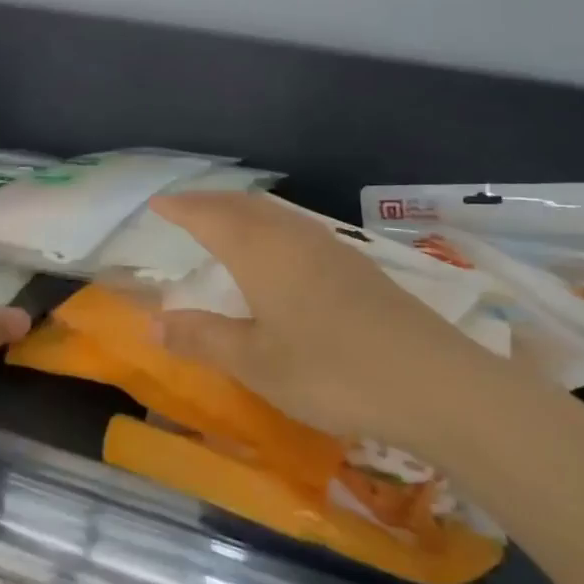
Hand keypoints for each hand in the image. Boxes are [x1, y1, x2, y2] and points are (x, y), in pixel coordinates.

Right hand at [150, 192, 498, 447]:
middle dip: (210, 202)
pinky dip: (271, 225)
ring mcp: (330, 247)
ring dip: (243, 211)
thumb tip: (151, 323)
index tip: (157, 204)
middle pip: (243, 205)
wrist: (433, 381)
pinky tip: (280, 251)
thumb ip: (202, 339)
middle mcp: (293, 237)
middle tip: (184, 209)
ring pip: (275, 213)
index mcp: (260, 252)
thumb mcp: (255, 363)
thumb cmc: (330, 372)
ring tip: (225, 223)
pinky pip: (298, 227)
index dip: (181, 209)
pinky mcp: (357, 265)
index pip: (209, 217)